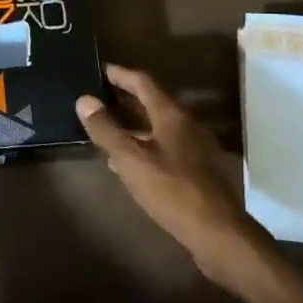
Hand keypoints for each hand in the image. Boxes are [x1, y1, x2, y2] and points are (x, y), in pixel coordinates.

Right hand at [75, 64, 270, 289]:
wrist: (218, 233)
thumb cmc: (172, 191)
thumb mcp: (131, 160)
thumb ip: (106, 130)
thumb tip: (84, 100)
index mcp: (172, 115)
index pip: (143, 82)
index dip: (120, 74)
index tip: (99, 69)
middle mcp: (186, 125)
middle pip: (152, 102)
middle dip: (124, 97)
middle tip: (98, 95)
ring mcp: (194, 148)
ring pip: (157, 126)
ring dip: (133, 123)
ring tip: (106, 126)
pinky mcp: (196, 170)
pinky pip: (164, 146)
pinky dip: (143, 144)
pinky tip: (127, 161)